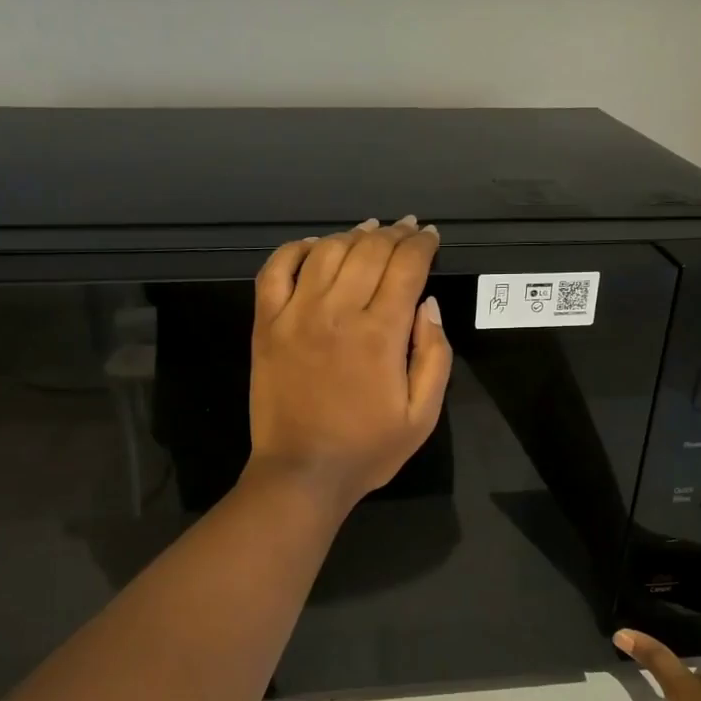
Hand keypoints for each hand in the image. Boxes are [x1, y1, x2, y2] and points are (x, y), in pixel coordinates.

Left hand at [246, 216, 452, 511]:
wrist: (302, 472)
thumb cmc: (368, 448)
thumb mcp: (422, 415)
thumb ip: (434, 355)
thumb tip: (428, 303)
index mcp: (380, 333)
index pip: (406, 267)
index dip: (422, 244)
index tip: (430, 235)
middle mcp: (337, 311)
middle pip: (369, 251)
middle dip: (395, 233)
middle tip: (407, 228)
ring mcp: (295, 314)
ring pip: (327, 252)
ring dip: (352, 234)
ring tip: (369, 229)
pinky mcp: (266, 324)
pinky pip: (275, 270)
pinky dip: (295, 249)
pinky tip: (314, 245)